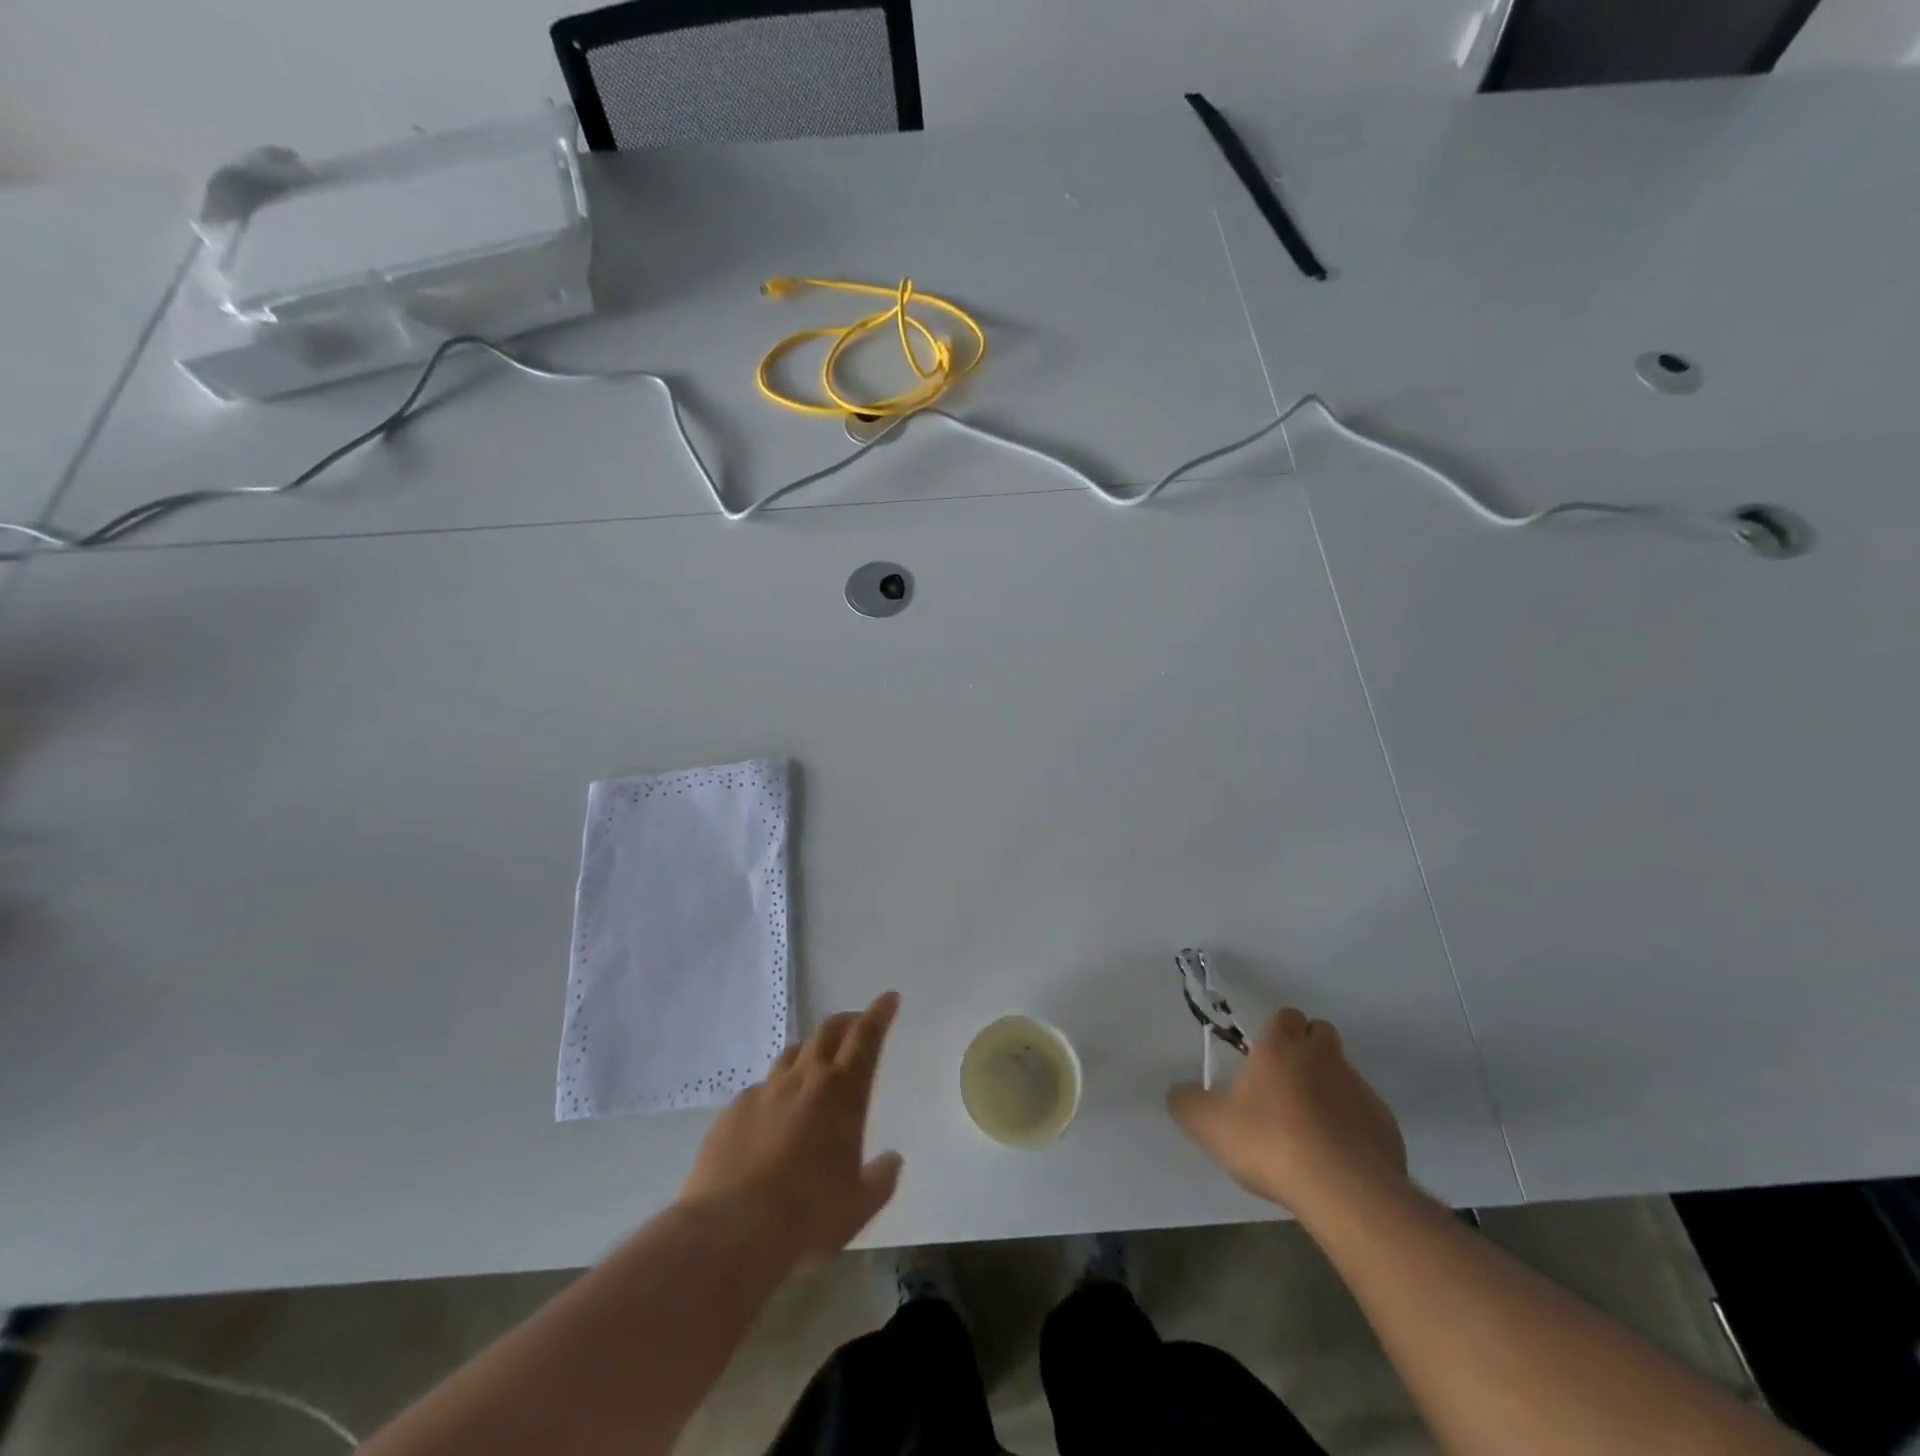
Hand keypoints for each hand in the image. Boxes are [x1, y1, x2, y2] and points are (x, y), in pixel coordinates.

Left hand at [680, 991, 903, 1266]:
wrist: (729, 1231)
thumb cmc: (807, 1217)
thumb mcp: (858, 1207)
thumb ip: (880, 1179)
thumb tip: (892, 1160)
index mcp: (842, 1094)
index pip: (865, 1039)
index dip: (879, 1014)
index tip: (888, 998)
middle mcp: (804, 1080)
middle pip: (827, 1033)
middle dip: (845, 1022)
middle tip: (855, 1023)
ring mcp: (764, 1092)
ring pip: (792, 1055)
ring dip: (810, 1051)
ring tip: (815, 1064)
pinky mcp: (732, 1111)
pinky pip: (760, 1089)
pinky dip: (775, 1091)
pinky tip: (772, 1116)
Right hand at [1168, 1007, 1407, 1220]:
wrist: (1346, 1192)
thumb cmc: (1271, 1143)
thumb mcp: (1210, 1126)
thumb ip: (1188, 1104)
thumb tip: (1177, 1093)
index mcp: (1282, 1047)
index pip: (1286, 1016)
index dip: (1277, 1032)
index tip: (1263, 1057)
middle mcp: (1324, 1058)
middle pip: (1321, 1035)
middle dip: (1307, 1050)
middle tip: (1286, 1085)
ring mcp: (1360, 1090)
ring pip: (1343, 1074)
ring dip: (1329, 1090)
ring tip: (1310, 1130)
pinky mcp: (1386, 1126)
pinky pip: (1365, 1115)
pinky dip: (1352, 1127)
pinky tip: (1336, 1158)